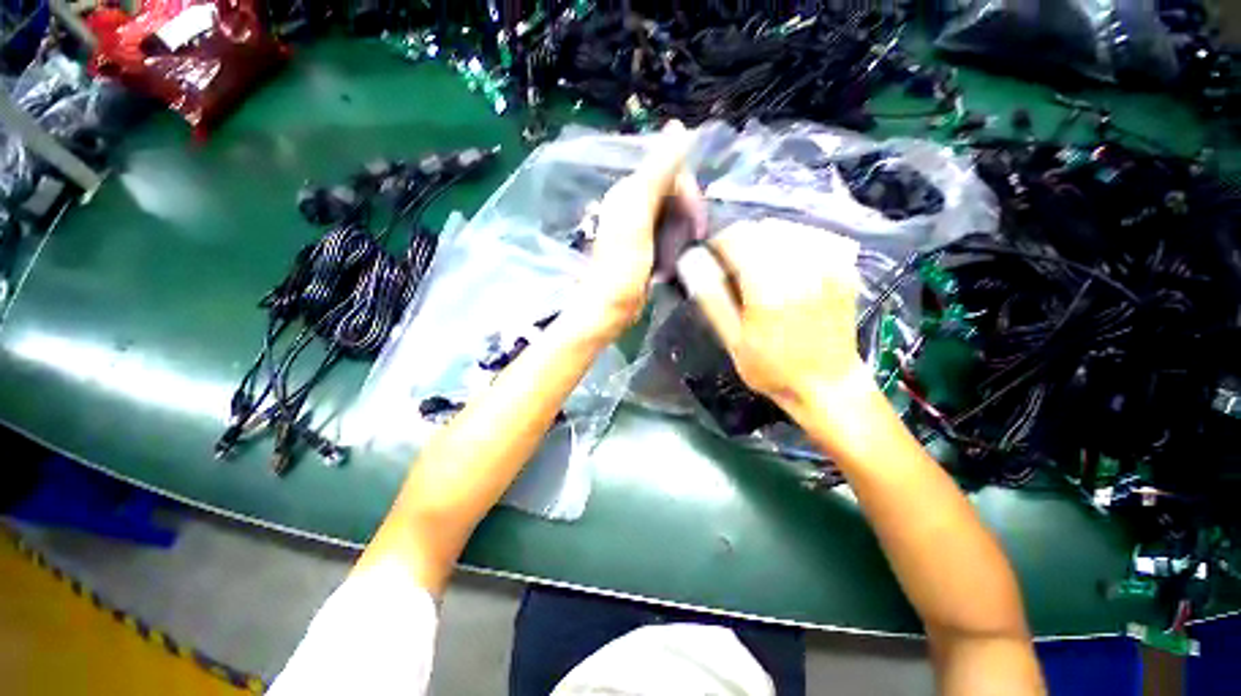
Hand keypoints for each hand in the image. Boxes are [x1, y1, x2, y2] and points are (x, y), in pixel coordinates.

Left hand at [575, 121, 702, 338]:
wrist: (609, 306)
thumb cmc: (623, 265)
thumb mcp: (639, 215)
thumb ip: (657, 172)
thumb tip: (679, 127)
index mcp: (629, 191)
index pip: (671, 172)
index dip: (690, 193)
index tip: (698, 223)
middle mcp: (632, 203)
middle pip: (674, 193)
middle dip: (689, 214)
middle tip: (696, 239)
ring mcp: (637, 226)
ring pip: (674, 214)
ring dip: (684, 231)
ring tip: (684, 253)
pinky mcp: (643, 246)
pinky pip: (668, 234)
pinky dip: (676, 244)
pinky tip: (676, 259)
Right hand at [678, 218, 873, 416]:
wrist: (828, 384)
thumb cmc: (773, 368)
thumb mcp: (733, 340)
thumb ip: (711, 298)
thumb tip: (691, 264)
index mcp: (768, 288)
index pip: (737, 238)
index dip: (718, 242)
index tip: (712, 259)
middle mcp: (801, 269)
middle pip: (762, 228)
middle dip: (740, 242)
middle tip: (733, 268)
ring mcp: (828, 266)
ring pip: (787, 228)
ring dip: (765, 241)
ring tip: (758, 267)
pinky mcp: (845, 268)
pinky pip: (813, 236)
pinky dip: (793, 243)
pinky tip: (787, 266)